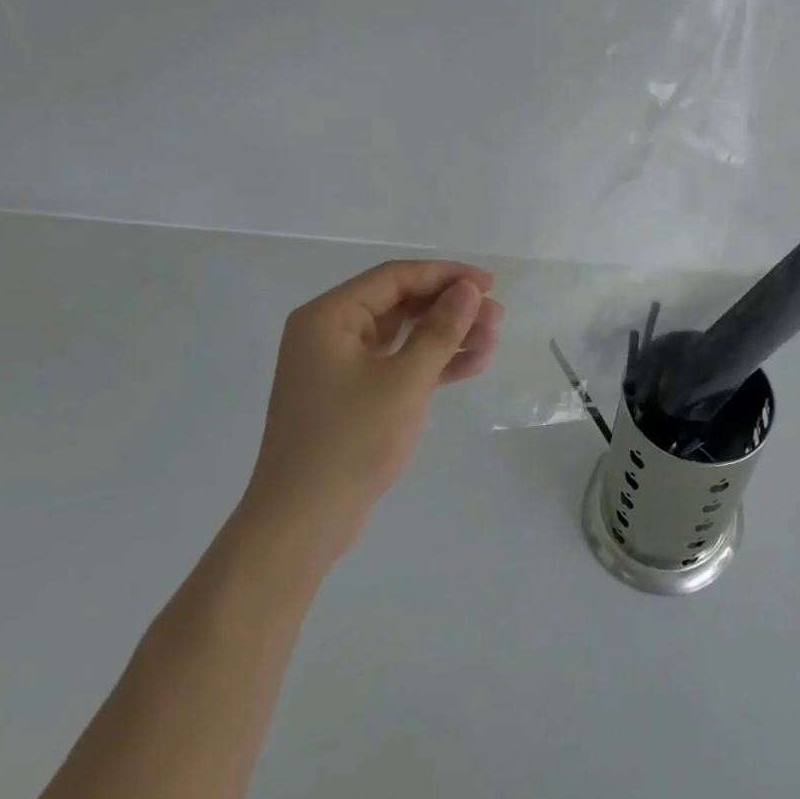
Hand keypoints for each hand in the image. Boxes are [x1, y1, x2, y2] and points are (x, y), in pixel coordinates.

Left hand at [243, 260, 503, 545]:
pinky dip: (434, 362)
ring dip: (449, 335)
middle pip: (402, 303)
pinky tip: (472, 365)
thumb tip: (469, 289)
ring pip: (405, 334)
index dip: (446, 275)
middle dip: (452, 308)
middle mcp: (332, 331)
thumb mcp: (404, 382)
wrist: (302, 523)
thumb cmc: (349, 442)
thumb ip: (440, 330)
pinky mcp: (355, 393)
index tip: (489, 284)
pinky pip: (400, 363)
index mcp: (329, 317)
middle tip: (496, 318)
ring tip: (492, 341)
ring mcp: (342, 364)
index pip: (395, 277)